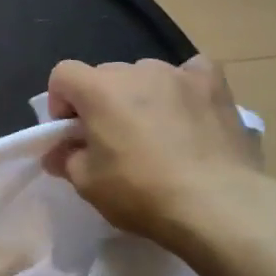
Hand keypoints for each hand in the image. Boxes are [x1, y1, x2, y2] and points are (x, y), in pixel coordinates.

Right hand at [45, 56, 268, 248]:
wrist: (217, 204)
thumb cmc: (142, 192)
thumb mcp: (88, 185)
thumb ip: (66, 160)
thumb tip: (58, 153)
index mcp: (98, 89)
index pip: (63, 74)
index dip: (61, 102)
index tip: (72, 133)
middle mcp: (136, 71)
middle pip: (105, 75)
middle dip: (102, 101)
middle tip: (113, 139)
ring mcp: (178, 74)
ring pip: (146, 75)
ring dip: (141, 96)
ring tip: (157, 131)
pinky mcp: (214, 84)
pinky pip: (191, 73)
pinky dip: (184, 87)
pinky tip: (190, 111)